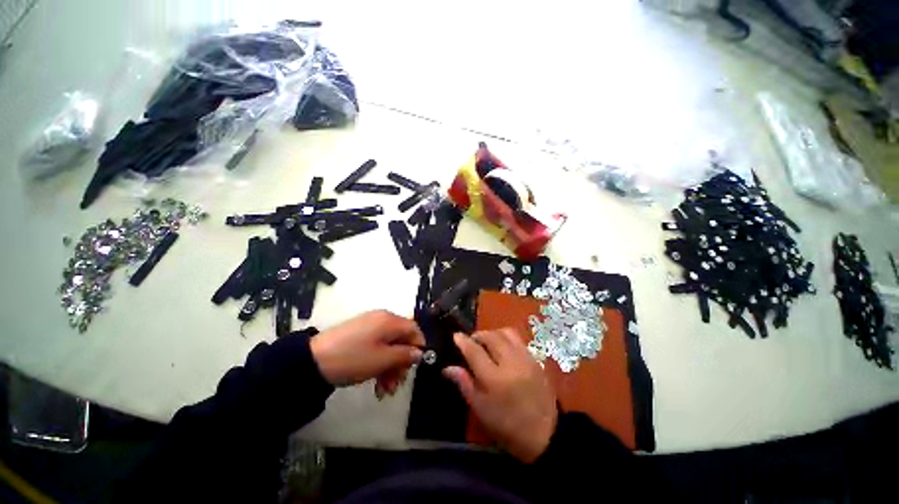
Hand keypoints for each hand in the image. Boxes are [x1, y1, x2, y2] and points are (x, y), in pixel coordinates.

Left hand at [310, 310, 424, 397]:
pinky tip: (376, 384)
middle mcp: (382, 320)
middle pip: (401, 340)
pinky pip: (376, 348)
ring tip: (385, 391)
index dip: (418, 347)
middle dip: (401, 363)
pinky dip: (379, 364)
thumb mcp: (383, 359)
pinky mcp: (359, 336)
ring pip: (389, 347)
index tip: (415, 367)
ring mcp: (369, 327)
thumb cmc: (353, 358)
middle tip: (397, 384)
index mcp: (390, 320)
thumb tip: (419, 353)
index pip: (414, 329)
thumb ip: (405, 355)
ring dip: (390, 368)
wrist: (312, 362)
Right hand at [443, 329, 556, 462]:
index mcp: (494, 378)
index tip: (455, 336)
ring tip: (487, 343)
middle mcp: (510, 362)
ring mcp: (525, 358)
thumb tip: (448, 368)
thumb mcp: (481, 409)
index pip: (474, 351)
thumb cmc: (507, 425)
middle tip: (471, 342)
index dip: (463, 341)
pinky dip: (505, 338)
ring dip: (492, 334)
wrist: (545, 434)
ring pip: (505, 333)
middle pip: (490, 336)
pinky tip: (502, 348)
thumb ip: (464, 384)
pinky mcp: (535, 358)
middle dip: (477, 335)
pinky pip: (517, 339)